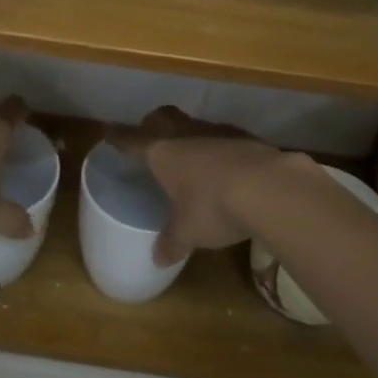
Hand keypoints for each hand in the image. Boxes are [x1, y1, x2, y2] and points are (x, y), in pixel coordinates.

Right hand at [109, 106, 301, 265]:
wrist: (269, 187)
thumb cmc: (213, 207)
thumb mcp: (188, 232)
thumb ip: (172, 242)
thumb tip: (158, 260)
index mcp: (161, 152)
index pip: (132, 140)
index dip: (118, 138)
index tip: (108, 133)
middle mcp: (186, 134)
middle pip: (162, 117)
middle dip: (151, 123)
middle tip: (148, 134)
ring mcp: (218, 131)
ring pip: (194, 123)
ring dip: (188, 133)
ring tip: (189, 153)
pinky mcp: (246, 137)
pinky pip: (223, 136)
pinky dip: (218, 146)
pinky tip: (225, 164)